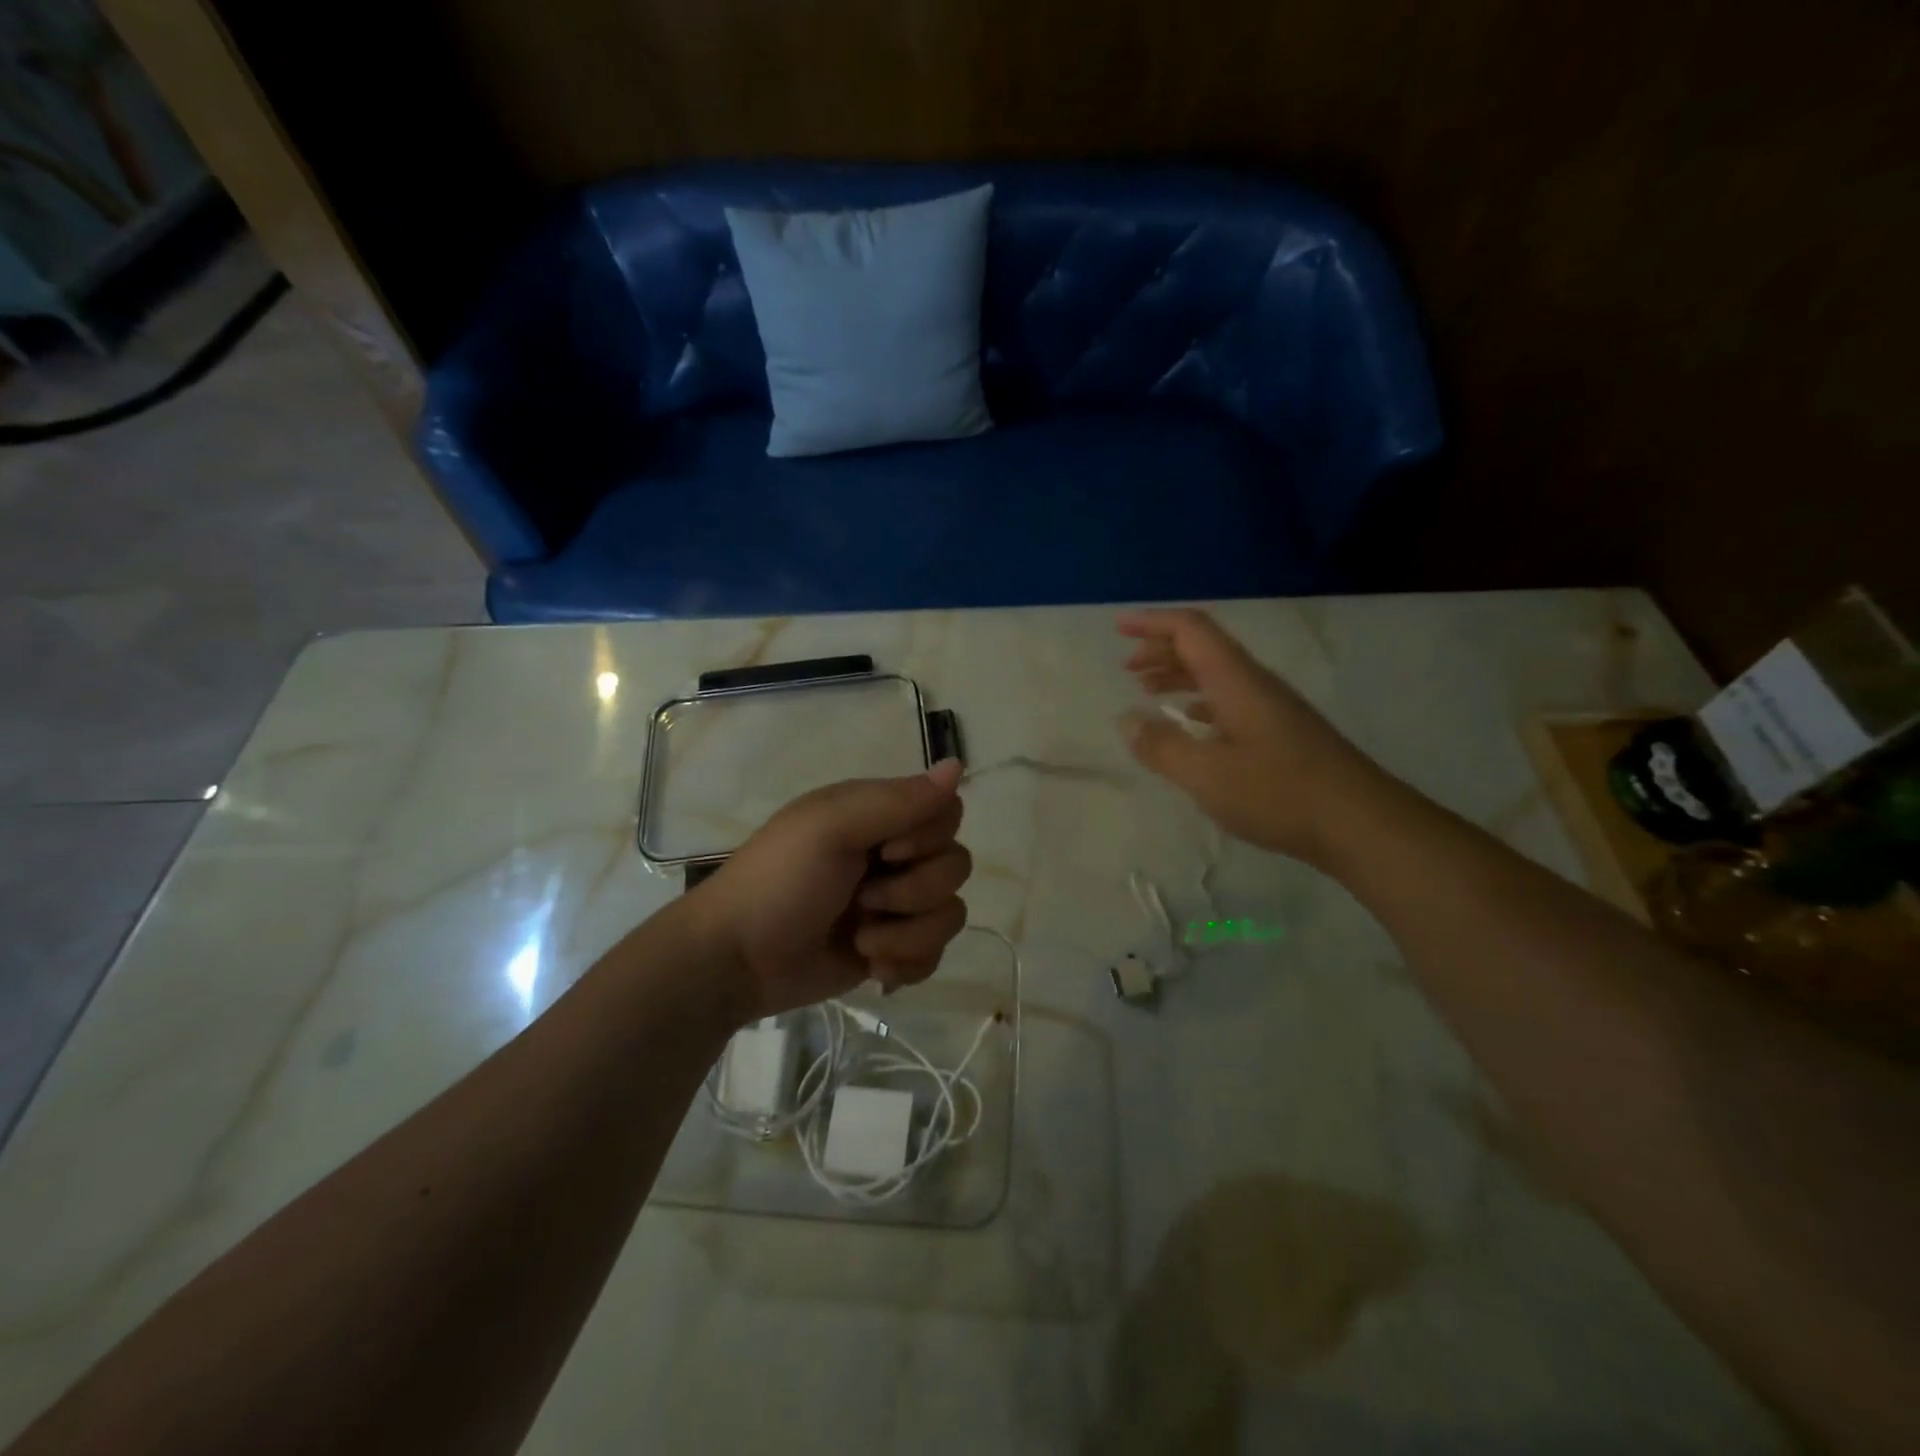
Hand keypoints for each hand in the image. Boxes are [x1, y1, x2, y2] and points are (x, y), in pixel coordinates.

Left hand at [685, 760, 971, 1022]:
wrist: (737, 961)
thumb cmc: (780, 883)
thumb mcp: (832, 827)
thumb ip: (898, 800)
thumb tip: (958, 764)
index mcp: (879, 817)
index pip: (947, 813)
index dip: (928, 838)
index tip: (886, 851)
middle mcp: (894, 856)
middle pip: (955, 866)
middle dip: (914, 892)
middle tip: (863, 900)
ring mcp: (895, 907)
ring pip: (950, 914)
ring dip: (907, 934)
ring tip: (861, 942)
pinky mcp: (893, 950)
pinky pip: (935, 954)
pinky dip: (906, 963)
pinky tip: (871, 968)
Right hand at [1119, 608, 1389, 865]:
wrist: (1361, 824)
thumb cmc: (1279, 793)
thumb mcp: (1207, 775)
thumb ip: (1162, 746)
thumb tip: (1126, 719)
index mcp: (1236, 680)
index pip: (1191, 630)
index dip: (1152, 623)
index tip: (1118, 628)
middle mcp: (1255, 684)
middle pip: (1204, 648)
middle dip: (1161, 649)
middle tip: (1127, 666)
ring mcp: (1272, 708)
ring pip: (1217, 675)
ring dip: (1179, 675)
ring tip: (1147, 690)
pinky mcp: (1282, 733)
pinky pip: (1230, 700)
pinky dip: (1199, 702)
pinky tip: (1190, 722)